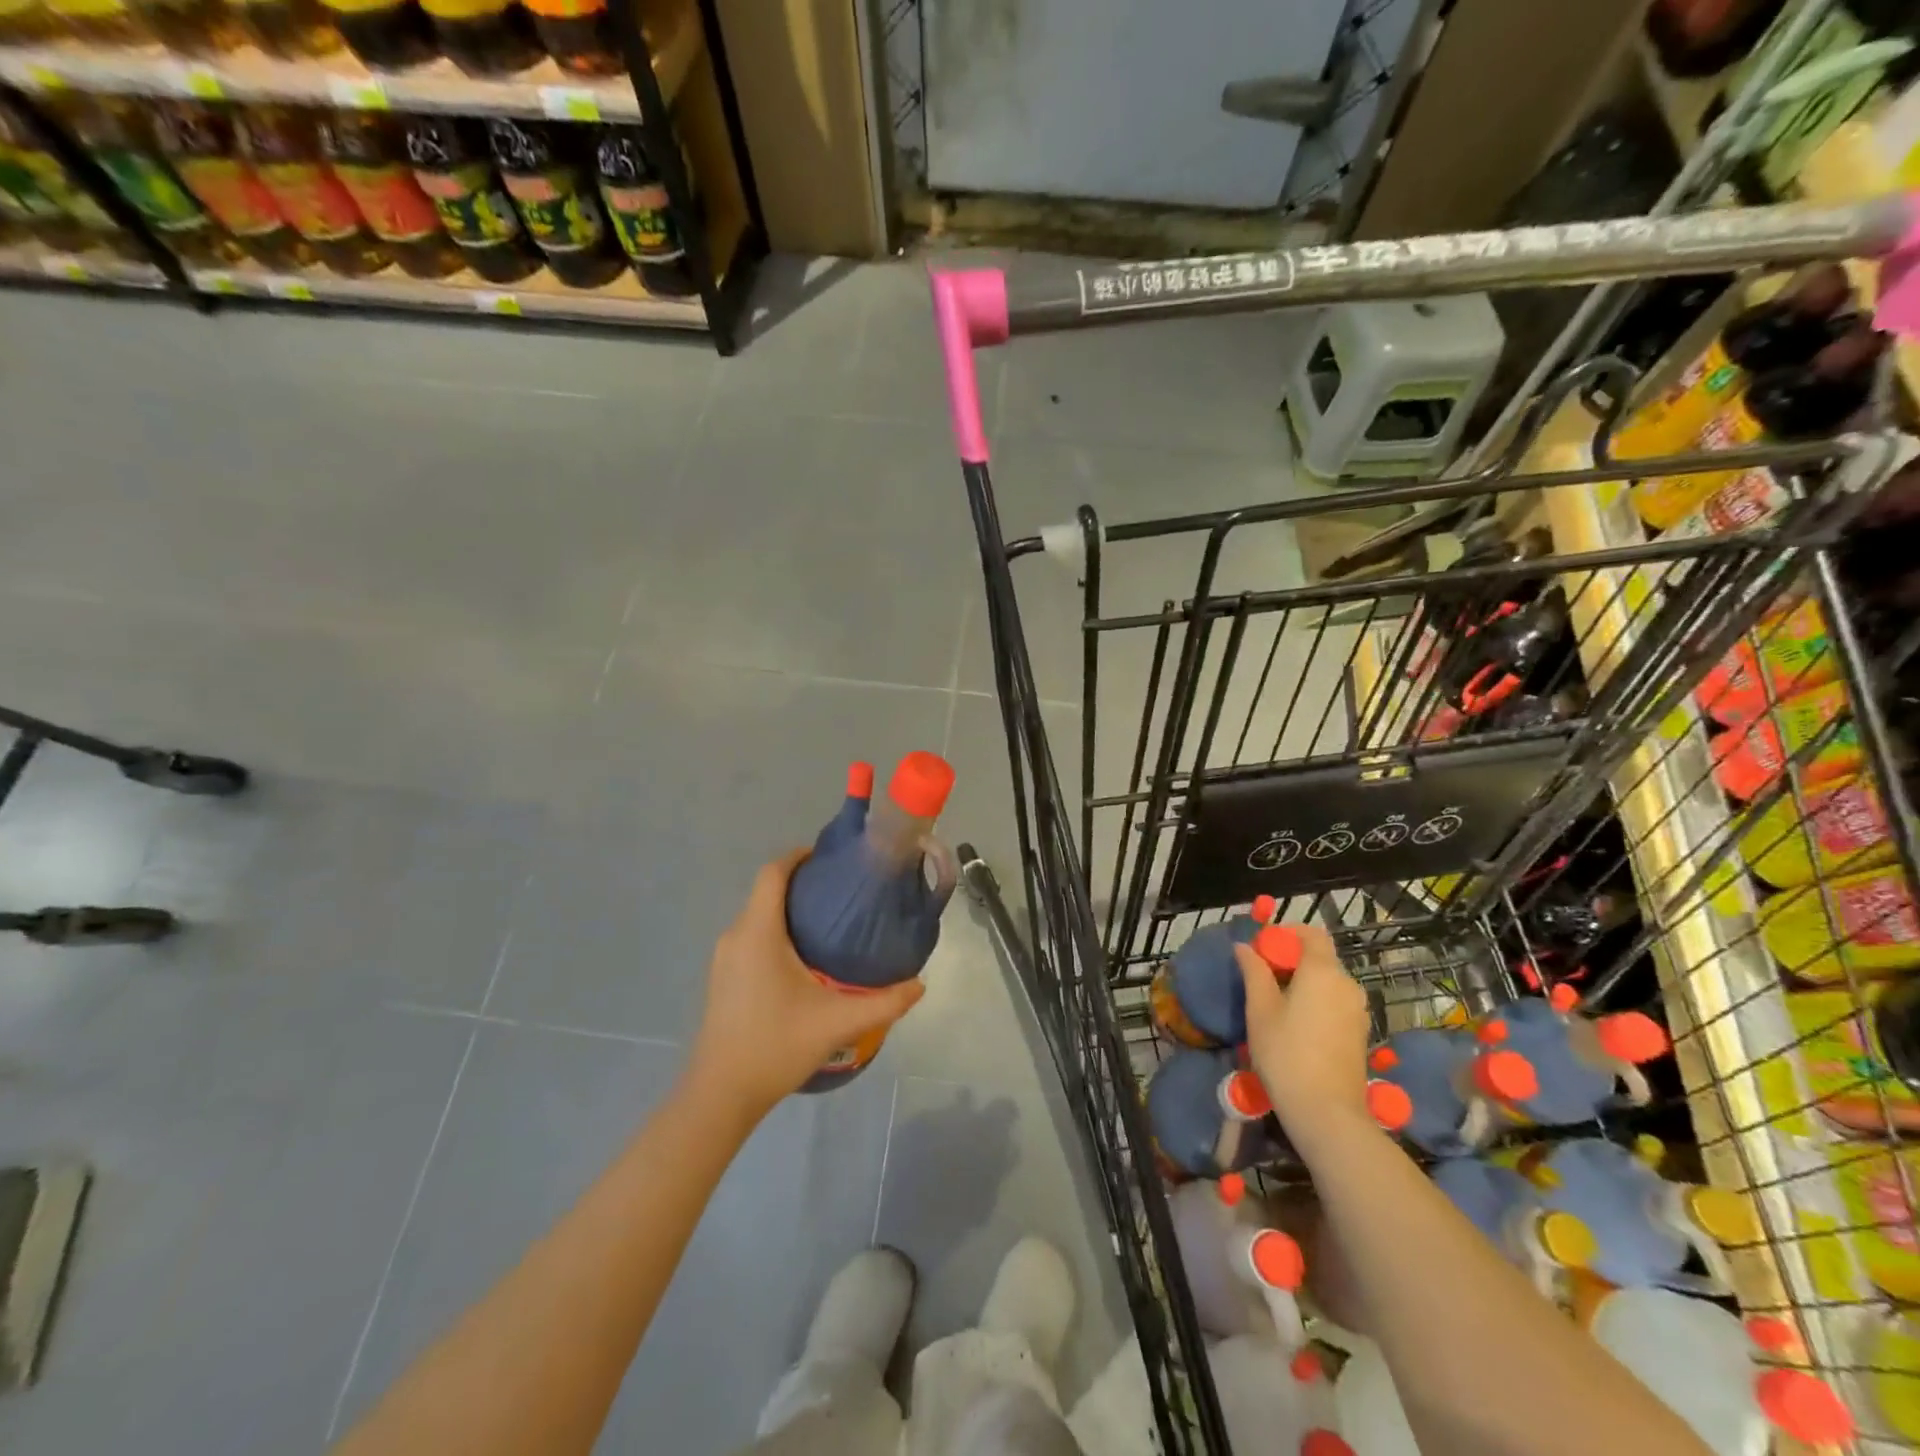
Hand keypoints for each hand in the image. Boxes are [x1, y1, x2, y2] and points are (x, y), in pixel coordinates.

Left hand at [685, 850, 925, 1120]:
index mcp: (758, 933)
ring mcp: (724, 958)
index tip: (830, 858)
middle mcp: (736, 936)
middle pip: (766, 891)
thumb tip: (920, 984)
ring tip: (830, 921)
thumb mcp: (838, 1024)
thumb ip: (884, 1003)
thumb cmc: (775, 1046)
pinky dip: (775, 930)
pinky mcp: (723, 977)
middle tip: (842, 892)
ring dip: (788, 908)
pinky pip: (751, 935)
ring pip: (757, 915)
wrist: (721, 1094)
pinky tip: (804, 956)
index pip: (773, 873)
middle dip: (801, 882)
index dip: (799, 856)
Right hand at [1235, 927, 1375, 1156]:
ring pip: (1329, 981)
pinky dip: (1317, 1000)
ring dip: (1304, 981)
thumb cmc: (1286, 1053)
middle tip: (1262, 975)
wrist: (1327, 1112)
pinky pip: (1336, 1002)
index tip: (1263, 946)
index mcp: (1323, 971)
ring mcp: (1358, 1011)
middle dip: (1292, 958)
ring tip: (1276, 1001)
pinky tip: (1296, 1023)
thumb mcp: (1260, 1009)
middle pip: (1321, 957)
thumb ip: (1253, 971)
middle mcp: (1347, 985)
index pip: (1312, 934)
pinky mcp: (1360, 1033)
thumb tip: (1244, 947)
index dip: (1287, 933)